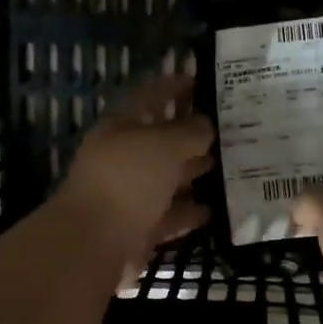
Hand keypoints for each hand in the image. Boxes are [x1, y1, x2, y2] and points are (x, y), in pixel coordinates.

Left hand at [55, 73, 213, 277]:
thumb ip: (189, 131)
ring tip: (227, 165)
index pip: (148, 98)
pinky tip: (212, 209)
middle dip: (189, 133)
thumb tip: (206, 125)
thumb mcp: (164, 145)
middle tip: (226, 127)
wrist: (95, 243)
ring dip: (193, 172)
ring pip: (166, 179)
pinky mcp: (138, 228)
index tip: (198, 80)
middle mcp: (122, 159)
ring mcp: (129, 195)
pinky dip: (188, 212)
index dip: (171, 87)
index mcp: (119, 128)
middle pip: (159, 141)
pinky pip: (169, 215)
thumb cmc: (128, 180)